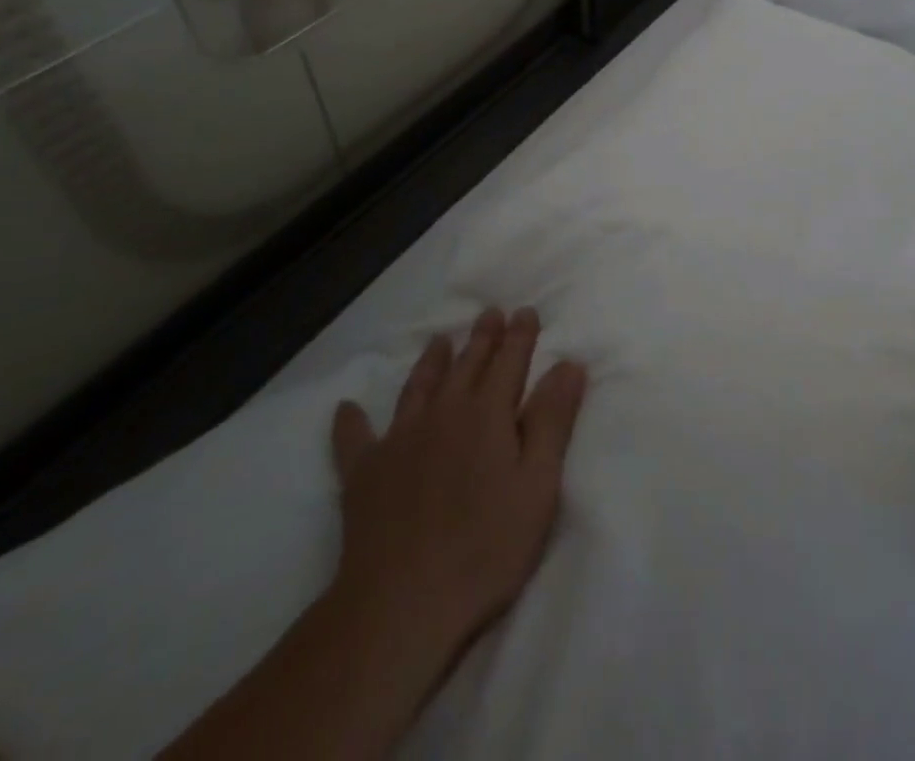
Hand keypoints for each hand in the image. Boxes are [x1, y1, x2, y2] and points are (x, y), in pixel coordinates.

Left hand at [327, 309, 587, 671]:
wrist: (401, 603)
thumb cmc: (485, 546)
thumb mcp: (538, 485)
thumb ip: (552, 420)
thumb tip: (568, 364)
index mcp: (487, 414)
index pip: (508, 360)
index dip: (519, 335)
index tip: (525, 311)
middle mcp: (443, 413)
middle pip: (466, 364)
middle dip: (482, 337)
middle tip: (489, 313)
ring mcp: (399, 440)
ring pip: (418, 386)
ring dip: (431, 361)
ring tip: (439, 340)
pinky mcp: (364, 474)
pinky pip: (355, 439)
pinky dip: (351, 421)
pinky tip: (346, 408)